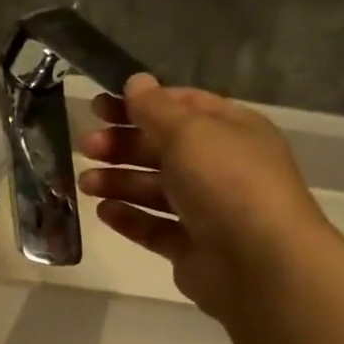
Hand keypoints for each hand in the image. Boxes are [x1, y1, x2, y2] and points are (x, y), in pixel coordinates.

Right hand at [77, 74, 331, 321]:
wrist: (258, 261)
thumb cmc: (226, 183)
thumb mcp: (189, 133)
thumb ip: (155, 109)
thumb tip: (135, 81)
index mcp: (230, 131)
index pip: (181, 107)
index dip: (139, 104)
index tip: (97, 106)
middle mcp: (220, 167)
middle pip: (161, 149)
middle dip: (121, 145)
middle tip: (85, 146)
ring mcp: (205, 209)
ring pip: (153, 189)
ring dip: (117, 181)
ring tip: (85, 184)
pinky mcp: (189, 246)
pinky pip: (152, 226)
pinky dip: (128, 218)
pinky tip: (103, 212)